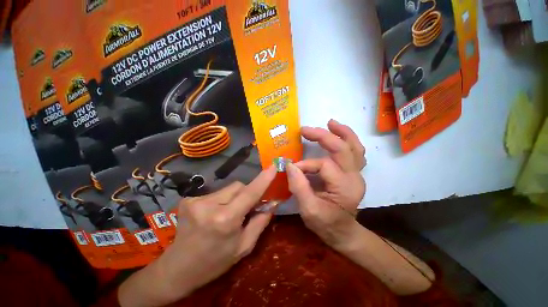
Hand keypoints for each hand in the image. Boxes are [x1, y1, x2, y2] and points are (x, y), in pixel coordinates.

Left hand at [118, 166, 276, 306]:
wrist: (178, 268)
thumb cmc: (215, 261)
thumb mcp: (244, 246)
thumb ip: (260, 221)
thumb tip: (272, 202)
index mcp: (225, 220)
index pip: (249, 194)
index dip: (263, 179)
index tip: (273, 167)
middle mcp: (209, 205)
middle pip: (239, 186)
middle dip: (246, 194)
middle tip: (246, 208)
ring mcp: (196, 200)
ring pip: (228, 188)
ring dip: (234, 197)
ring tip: (228, 213)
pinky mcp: (189, 199)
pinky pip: (217, 192)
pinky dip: (222, 200)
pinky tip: (214, 214)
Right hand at [287, 119, 365, 249]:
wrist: (343, 232)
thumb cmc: (326, 224)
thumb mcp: (309, 211)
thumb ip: (299, 187)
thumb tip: (289, 165)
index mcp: (345, 187)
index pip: (323, 165)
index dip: (305, 165)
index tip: (291, 169)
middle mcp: (355, 177)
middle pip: (343, 149)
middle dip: (323, 136)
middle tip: (305, 130)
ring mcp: (357, 174)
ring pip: (355, 147)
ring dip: (343, 132)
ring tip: (330, 122)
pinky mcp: (354, 173)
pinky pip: (355, 152)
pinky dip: (348, 140)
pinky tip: (339, 133)